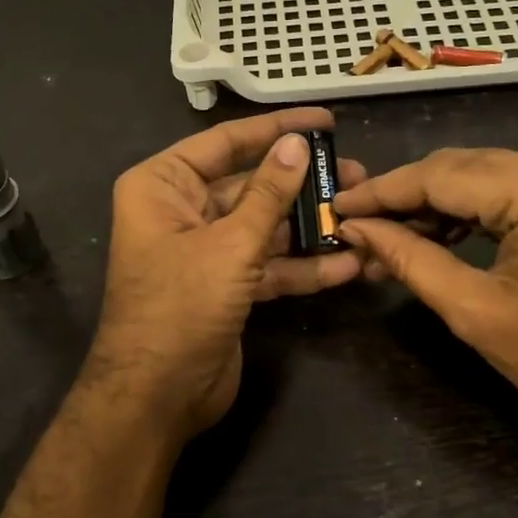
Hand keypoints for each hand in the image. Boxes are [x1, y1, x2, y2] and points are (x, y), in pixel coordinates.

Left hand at [87, 108, 364, 438]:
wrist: (157, 396)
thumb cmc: (181, 305)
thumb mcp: (230, 244)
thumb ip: (268, 193)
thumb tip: (297, 144)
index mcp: (163, 186)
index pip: (226, 142)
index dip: (276, 129)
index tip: (324, 122)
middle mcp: (182, 210)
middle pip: (250, 185)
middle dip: (302, 184)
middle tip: (355, 173)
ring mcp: (206, 251)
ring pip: (264, 226)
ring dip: (309, 226)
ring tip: (360, 215)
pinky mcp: (226, 286)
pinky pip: (267, 265)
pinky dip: (301, 267)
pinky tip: (346, 265)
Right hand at [335, 148, 517, 440]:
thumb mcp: (471, 309)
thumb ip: (407, 258)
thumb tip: (353, 228)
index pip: (441, 175)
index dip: (382, 192)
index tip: (335, 205)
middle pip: (457, 166)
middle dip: (402, 197)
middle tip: (354, 225)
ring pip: (475, 174)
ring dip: (428, 204)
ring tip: (383, 238)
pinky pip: (501, 188)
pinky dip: (461, 209)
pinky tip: (427, 233)